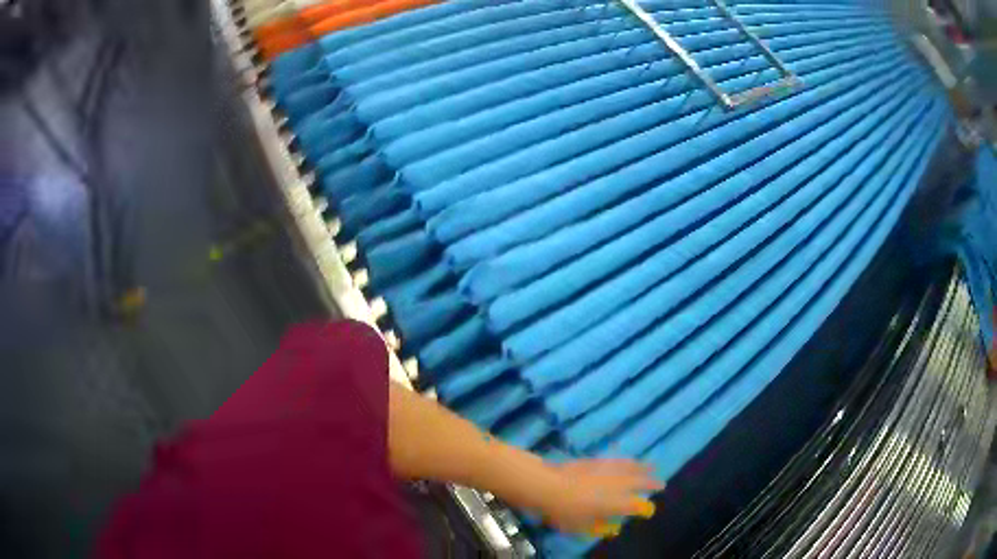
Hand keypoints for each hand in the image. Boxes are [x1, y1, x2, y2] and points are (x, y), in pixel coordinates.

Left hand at [536, 458, 663, 537]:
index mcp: (615, 504)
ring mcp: (607, 471)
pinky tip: (628, 460)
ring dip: (642, 467)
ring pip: (630, 468)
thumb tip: (607, 526)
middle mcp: (616, 485)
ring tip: (651, 466)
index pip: (635, 505)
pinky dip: (626, 461)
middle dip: (651, 483)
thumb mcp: (580, 526)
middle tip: (661, 483)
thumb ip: (596, 526)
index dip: (644, 507)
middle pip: (638, 482)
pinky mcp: (597, 461)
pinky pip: (617, 460)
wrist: (549, 486)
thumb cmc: (564, 512)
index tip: (650, 508)